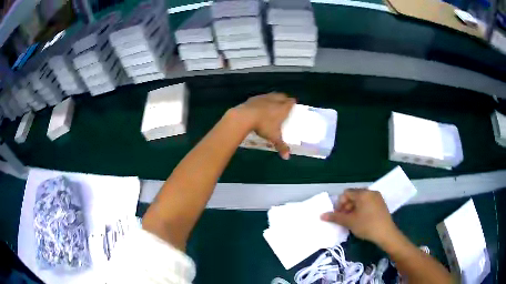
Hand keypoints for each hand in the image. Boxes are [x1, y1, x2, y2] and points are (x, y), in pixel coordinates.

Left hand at [233, 93, 295, 159]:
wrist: (245, 116)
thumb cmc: (264, 126)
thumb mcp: (274, 137)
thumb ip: (281, 146)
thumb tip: (287, 157)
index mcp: (283, 108)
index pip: (291, 102)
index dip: (292, 103)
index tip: (293, 105)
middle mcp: (275, 100)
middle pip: (282, 96)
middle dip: (284, 99)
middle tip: (284, 105)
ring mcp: (264, 97)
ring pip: (272, 95)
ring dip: (273, 98)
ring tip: (272, 104)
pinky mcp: (254, 98)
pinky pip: (261, 97)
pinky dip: (262, 100)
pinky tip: (259, 106)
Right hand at [321, 188, 398, 244]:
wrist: (386, 233)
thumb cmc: (366, 225)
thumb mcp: (349, 222)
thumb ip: (335, 217)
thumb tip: (321, 215)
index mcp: (363, 193)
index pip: (346, 193)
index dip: (339, 204)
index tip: (339, 215)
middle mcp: (370, 192)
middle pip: (353, 196)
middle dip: (346, 206)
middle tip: (344, 219)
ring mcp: (377, 197)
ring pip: (361, 200)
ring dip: (353, 208)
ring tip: (352, 221)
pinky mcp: (381, 204)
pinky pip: (368, 203)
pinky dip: (362, 209)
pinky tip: (361, 220)